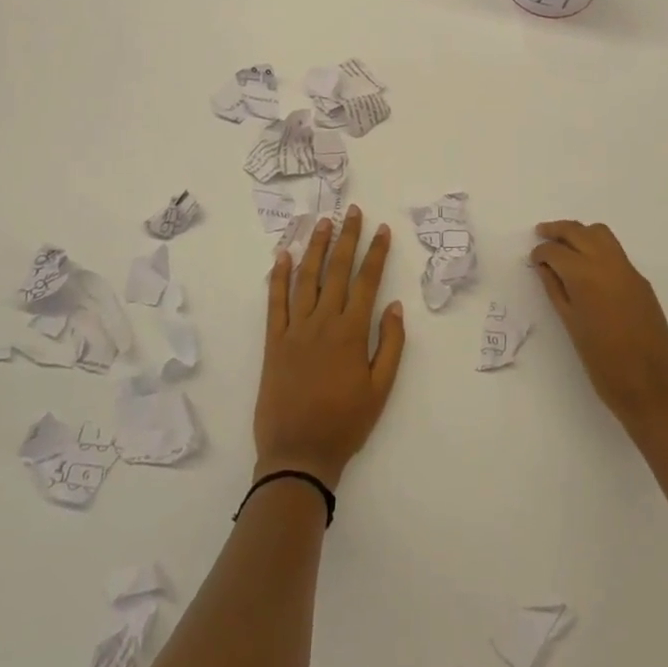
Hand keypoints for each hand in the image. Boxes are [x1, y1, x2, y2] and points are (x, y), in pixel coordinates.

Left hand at [254, 206, 406, 488]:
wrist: (297, 455)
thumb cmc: (344, 424)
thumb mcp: (380, 390)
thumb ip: (390, 345)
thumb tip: (394, 306)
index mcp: (351, 332)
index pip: (367, 281)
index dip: (376, 252)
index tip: (382, 229)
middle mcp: (323, 322)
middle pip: (337, 270)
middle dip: (347, 238)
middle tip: (352, 211)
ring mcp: (295, 329)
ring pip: (307, 278)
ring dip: (316, 247)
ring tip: (323, 223)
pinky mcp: (273, 341)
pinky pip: (275, 302)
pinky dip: (278, 276)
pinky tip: (282, 256)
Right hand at [530, 220, 667, 435]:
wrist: (653, 388)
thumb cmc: (603, 364)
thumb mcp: (571, 325)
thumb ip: (556, 290)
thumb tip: (544, 267)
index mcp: (585, 276)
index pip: (556, 250)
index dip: (541, 252)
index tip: (533, 260)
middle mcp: (607, 263)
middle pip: (578, 231)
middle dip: (557, 230)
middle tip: (541, 234)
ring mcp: (628, 270)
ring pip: (600, 234)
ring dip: (580, 233)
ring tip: (565, 246)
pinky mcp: (641, 280)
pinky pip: (615, 251)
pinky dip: (597, 247)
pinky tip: (588, 266)